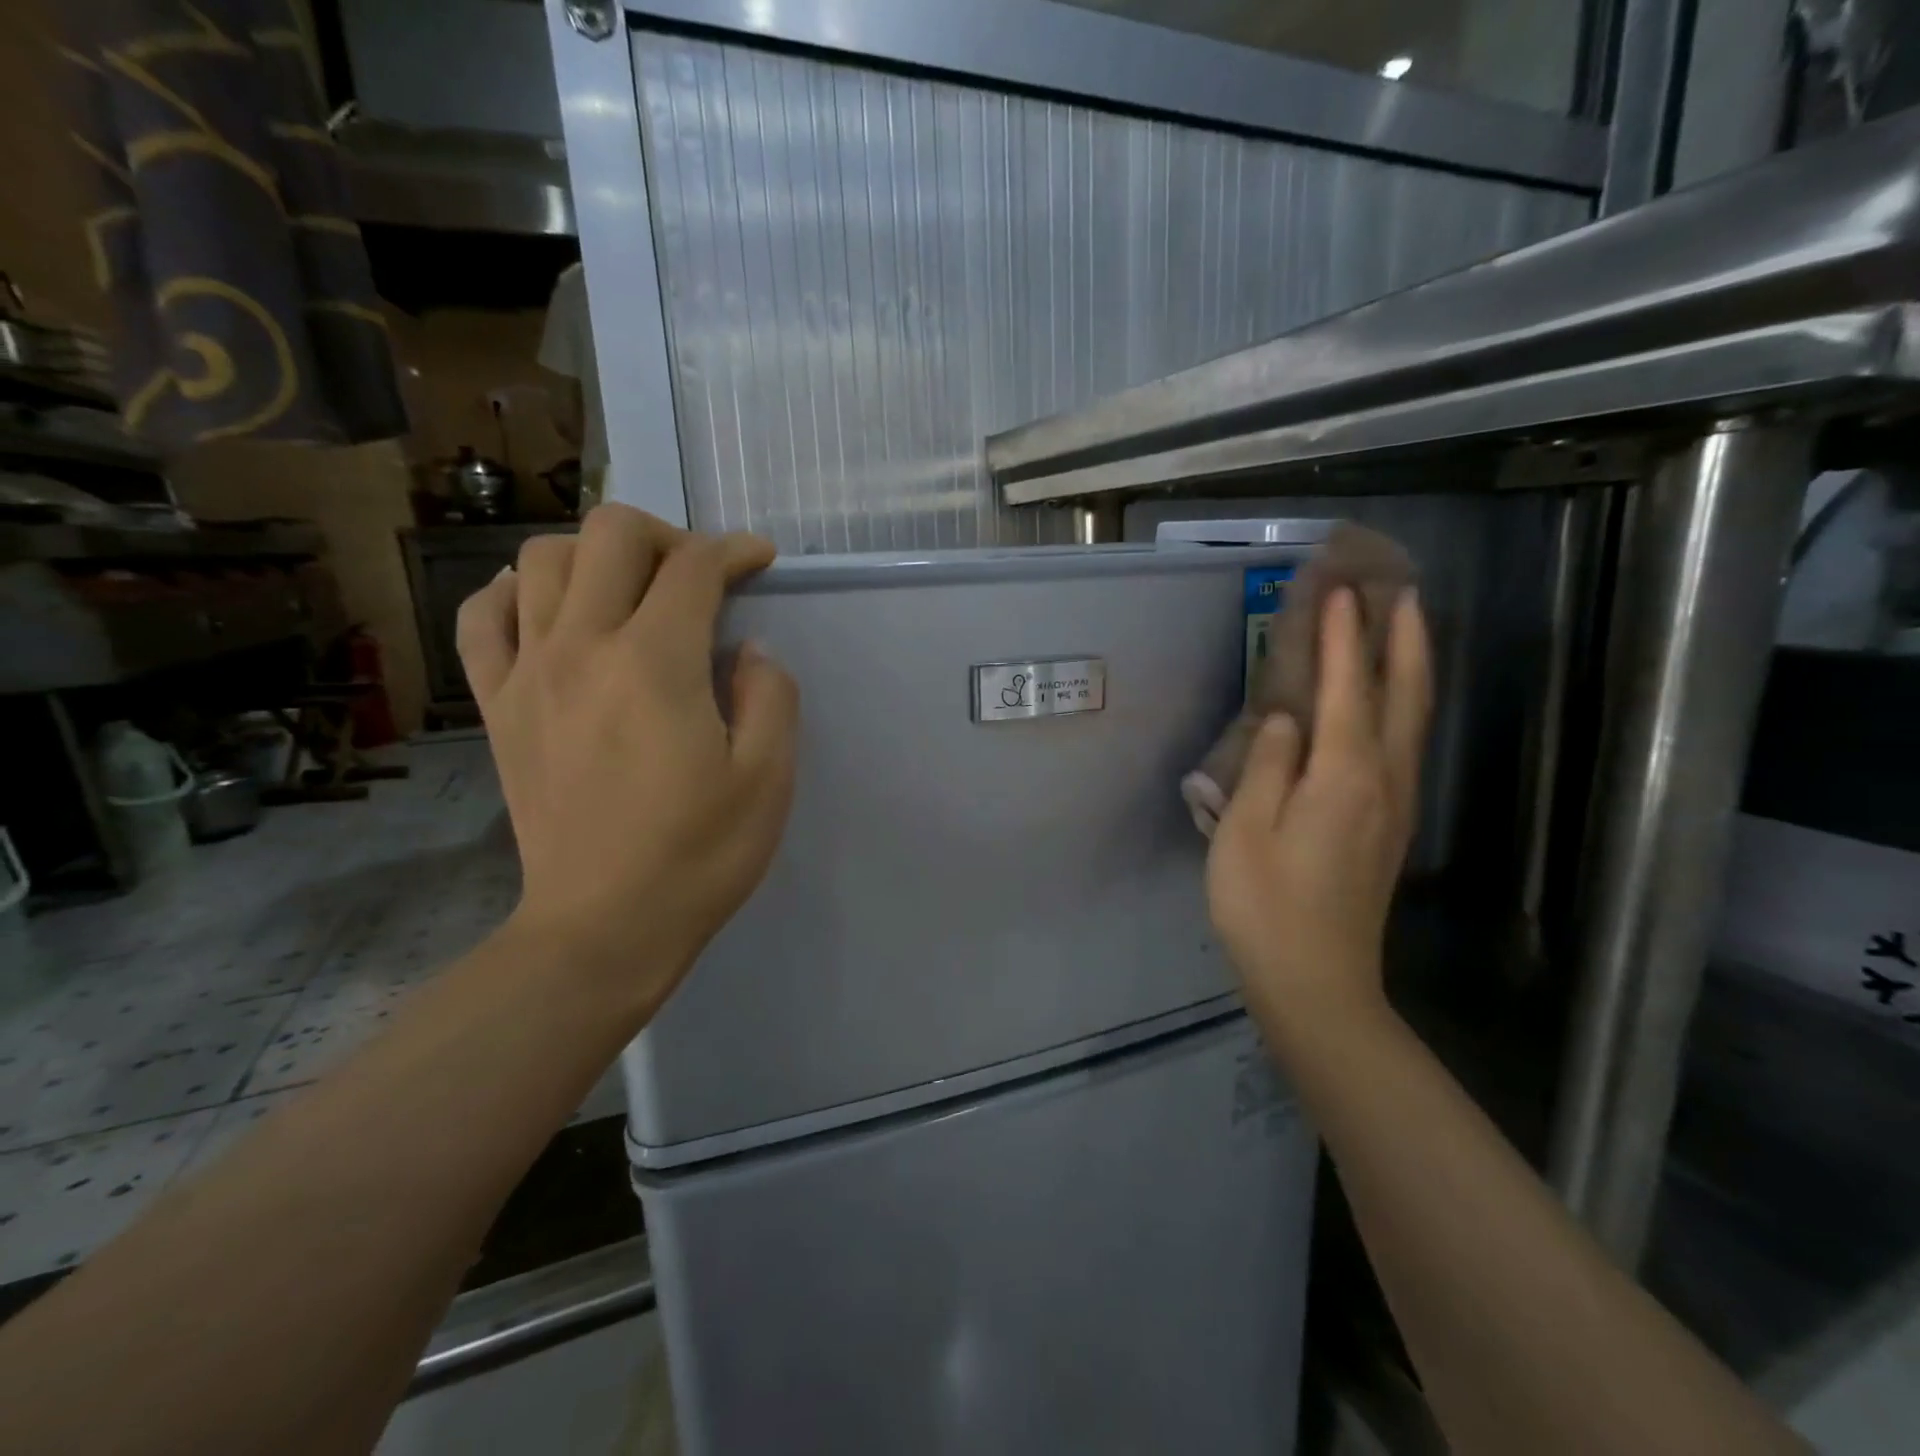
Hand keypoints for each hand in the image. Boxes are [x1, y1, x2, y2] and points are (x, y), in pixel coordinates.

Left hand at [456, 505, 798, 1015]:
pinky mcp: (497, 707)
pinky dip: (512, 593)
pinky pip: (482, 618)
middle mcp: (582, 648)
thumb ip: (770, 694)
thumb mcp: (768, 778)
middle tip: (697, 575)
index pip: (694, 567)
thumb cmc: (699, 855)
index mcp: (655, 664)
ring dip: (594, 555)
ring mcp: (528, 674)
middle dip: (666, 535)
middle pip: (610, 535)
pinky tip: (547, 612)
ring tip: (630, 590)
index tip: (759, 560)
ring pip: (540, 559)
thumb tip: (749, 649)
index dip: (734, 550)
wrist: (603, 927)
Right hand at [1206, 588, 1429, 1034]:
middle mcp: (1384, 781)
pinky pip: (1405, 747)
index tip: (1341, 591)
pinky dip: (1403, 707)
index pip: (1348, 689)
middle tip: (1400, 593)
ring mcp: (1395, 806)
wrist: (1316, 981)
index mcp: (1343, 776)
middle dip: (1404, 640)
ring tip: (1405, 631)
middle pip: (1404, 696)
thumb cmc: (1265, 906)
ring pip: (1414, 721)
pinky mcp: (1390, 827)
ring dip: (1412, 668)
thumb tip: (1286, 721)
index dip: (1344, 638)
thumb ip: (1265, 766)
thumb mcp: (1243, 831)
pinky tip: (1390, 704)